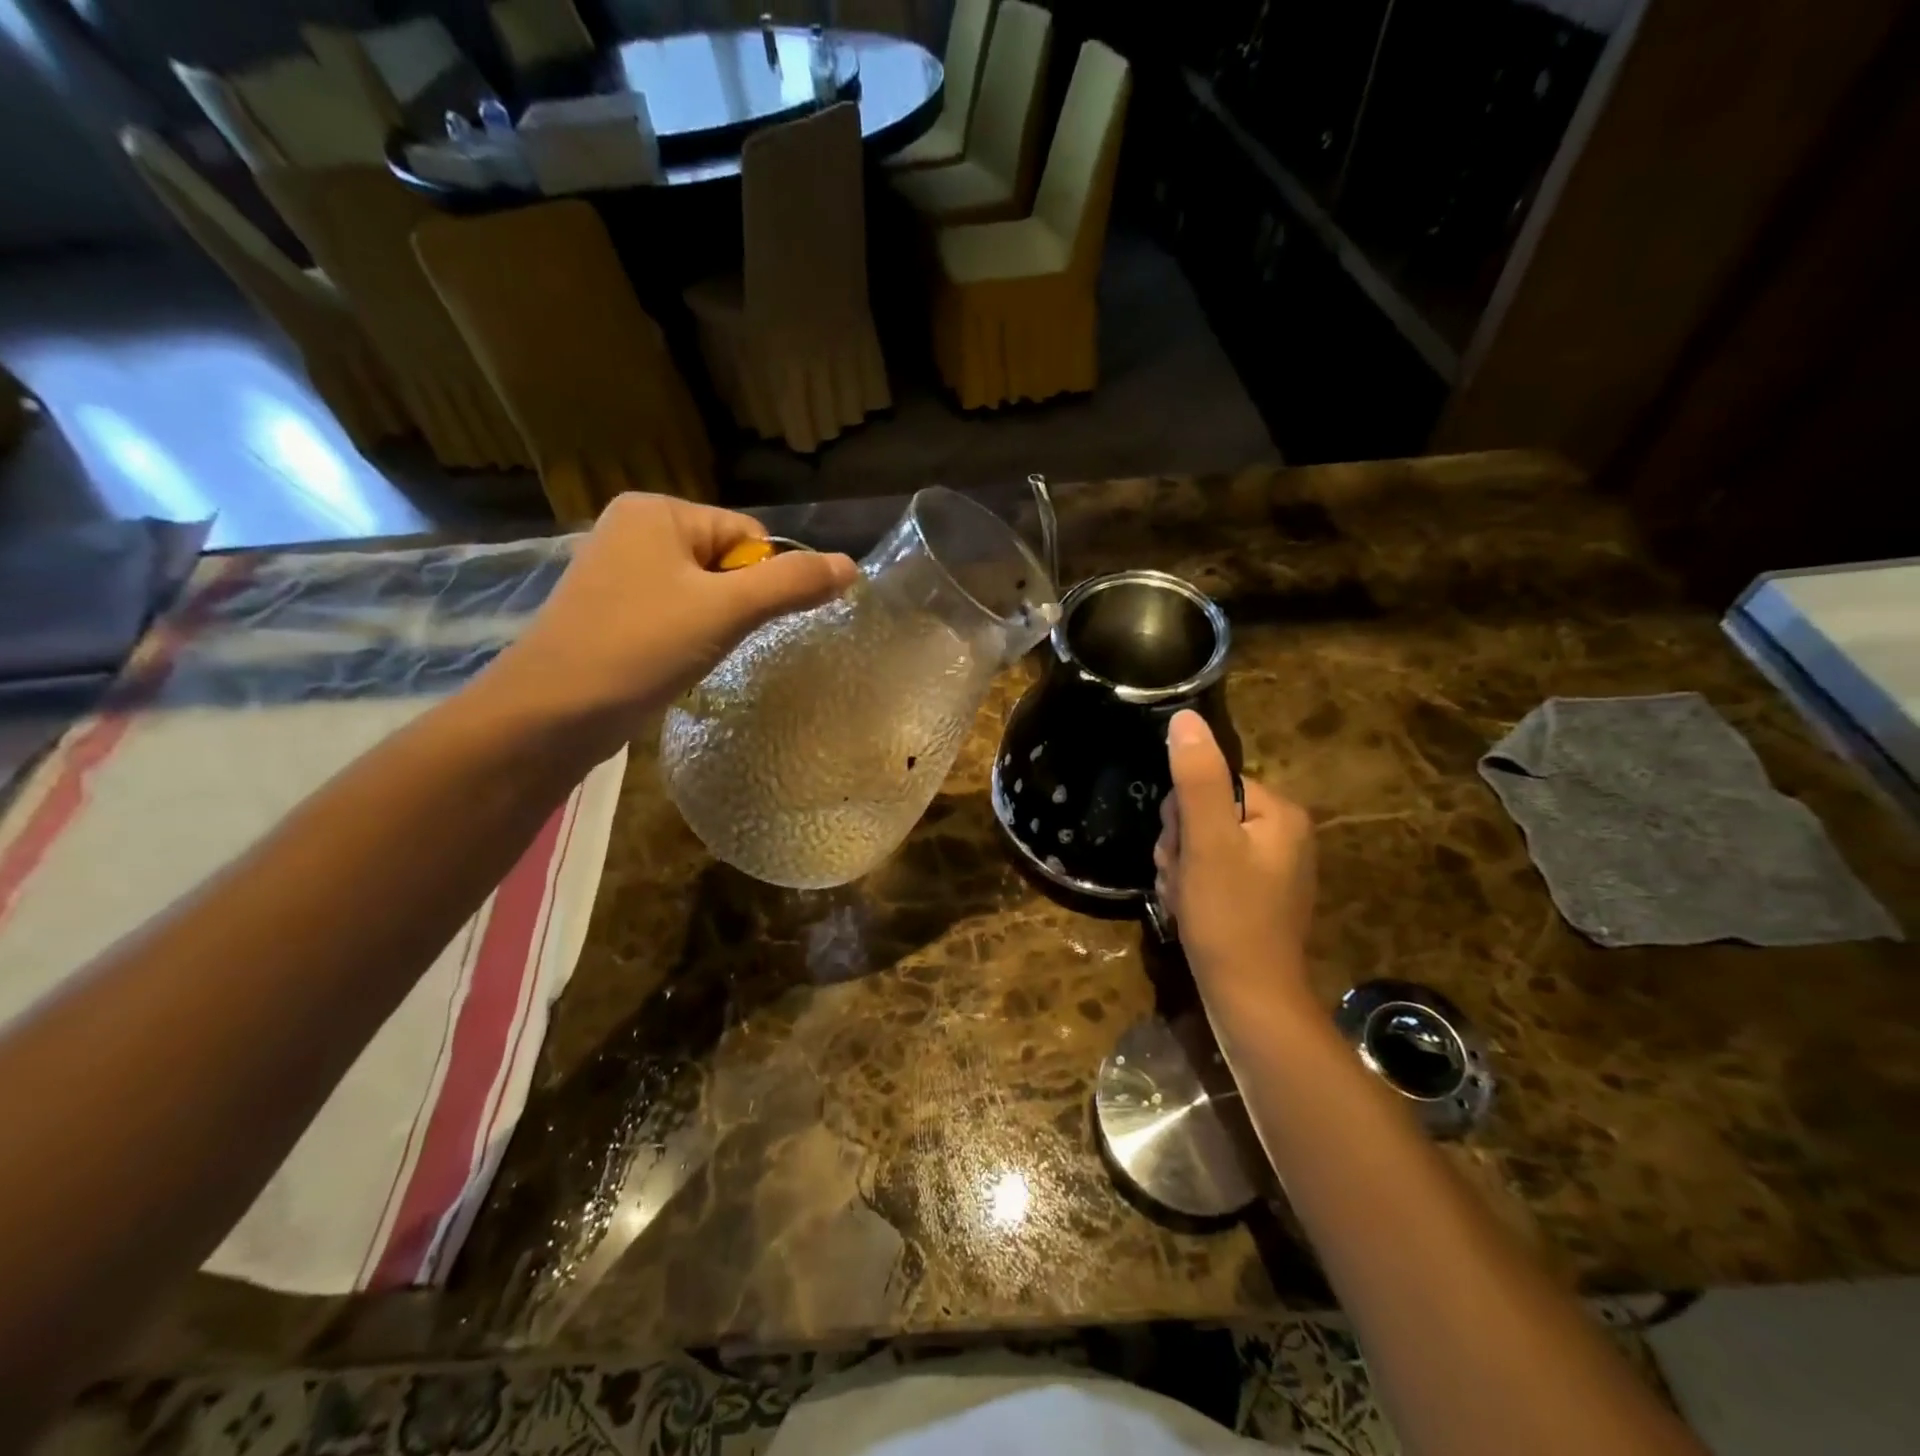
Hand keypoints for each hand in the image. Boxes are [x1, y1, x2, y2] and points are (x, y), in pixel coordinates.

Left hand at [477, 494, 855, 758]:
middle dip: (736, 605)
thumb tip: (852, 567)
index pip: (748, 535)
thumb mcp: (726, 610)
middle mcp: (635, 528)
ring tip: (693, 655)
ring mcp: (617, 570)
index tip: (745, 623)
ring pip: (701, 592)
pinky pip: (674, 612)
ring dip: (713, 625)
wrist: (551, 713)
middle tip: (716, 642)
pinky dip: (686, 637)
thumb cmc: (640, 647)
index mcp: (659, 510)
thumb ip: (792, 584)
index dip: (763, 581)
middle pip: (726, 561)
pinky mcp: (610, 610)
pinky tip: (673, 663)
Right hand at [1155, 710, 1316, 1009]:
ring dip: (1179, 868)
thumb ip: (1196, 778)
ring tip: (1184, 899)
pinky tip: (1188, 911)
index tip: (1183, 850)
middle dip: (1179, 846)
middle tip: (1183, 879)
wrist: (1249, 1000)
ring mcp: (1269, 868)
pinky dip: (1190, 888)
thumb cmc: (1229, 916)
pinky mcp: (1254, 896)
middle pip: (1203, 813)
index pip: (1210, 783)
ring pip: (1199, 844)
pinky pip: (1209, 872)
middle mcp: (1282, 835)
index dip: (1183, 816)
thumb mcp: (1207, 841)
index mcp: (1280, 813)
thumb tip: (1184, 718)